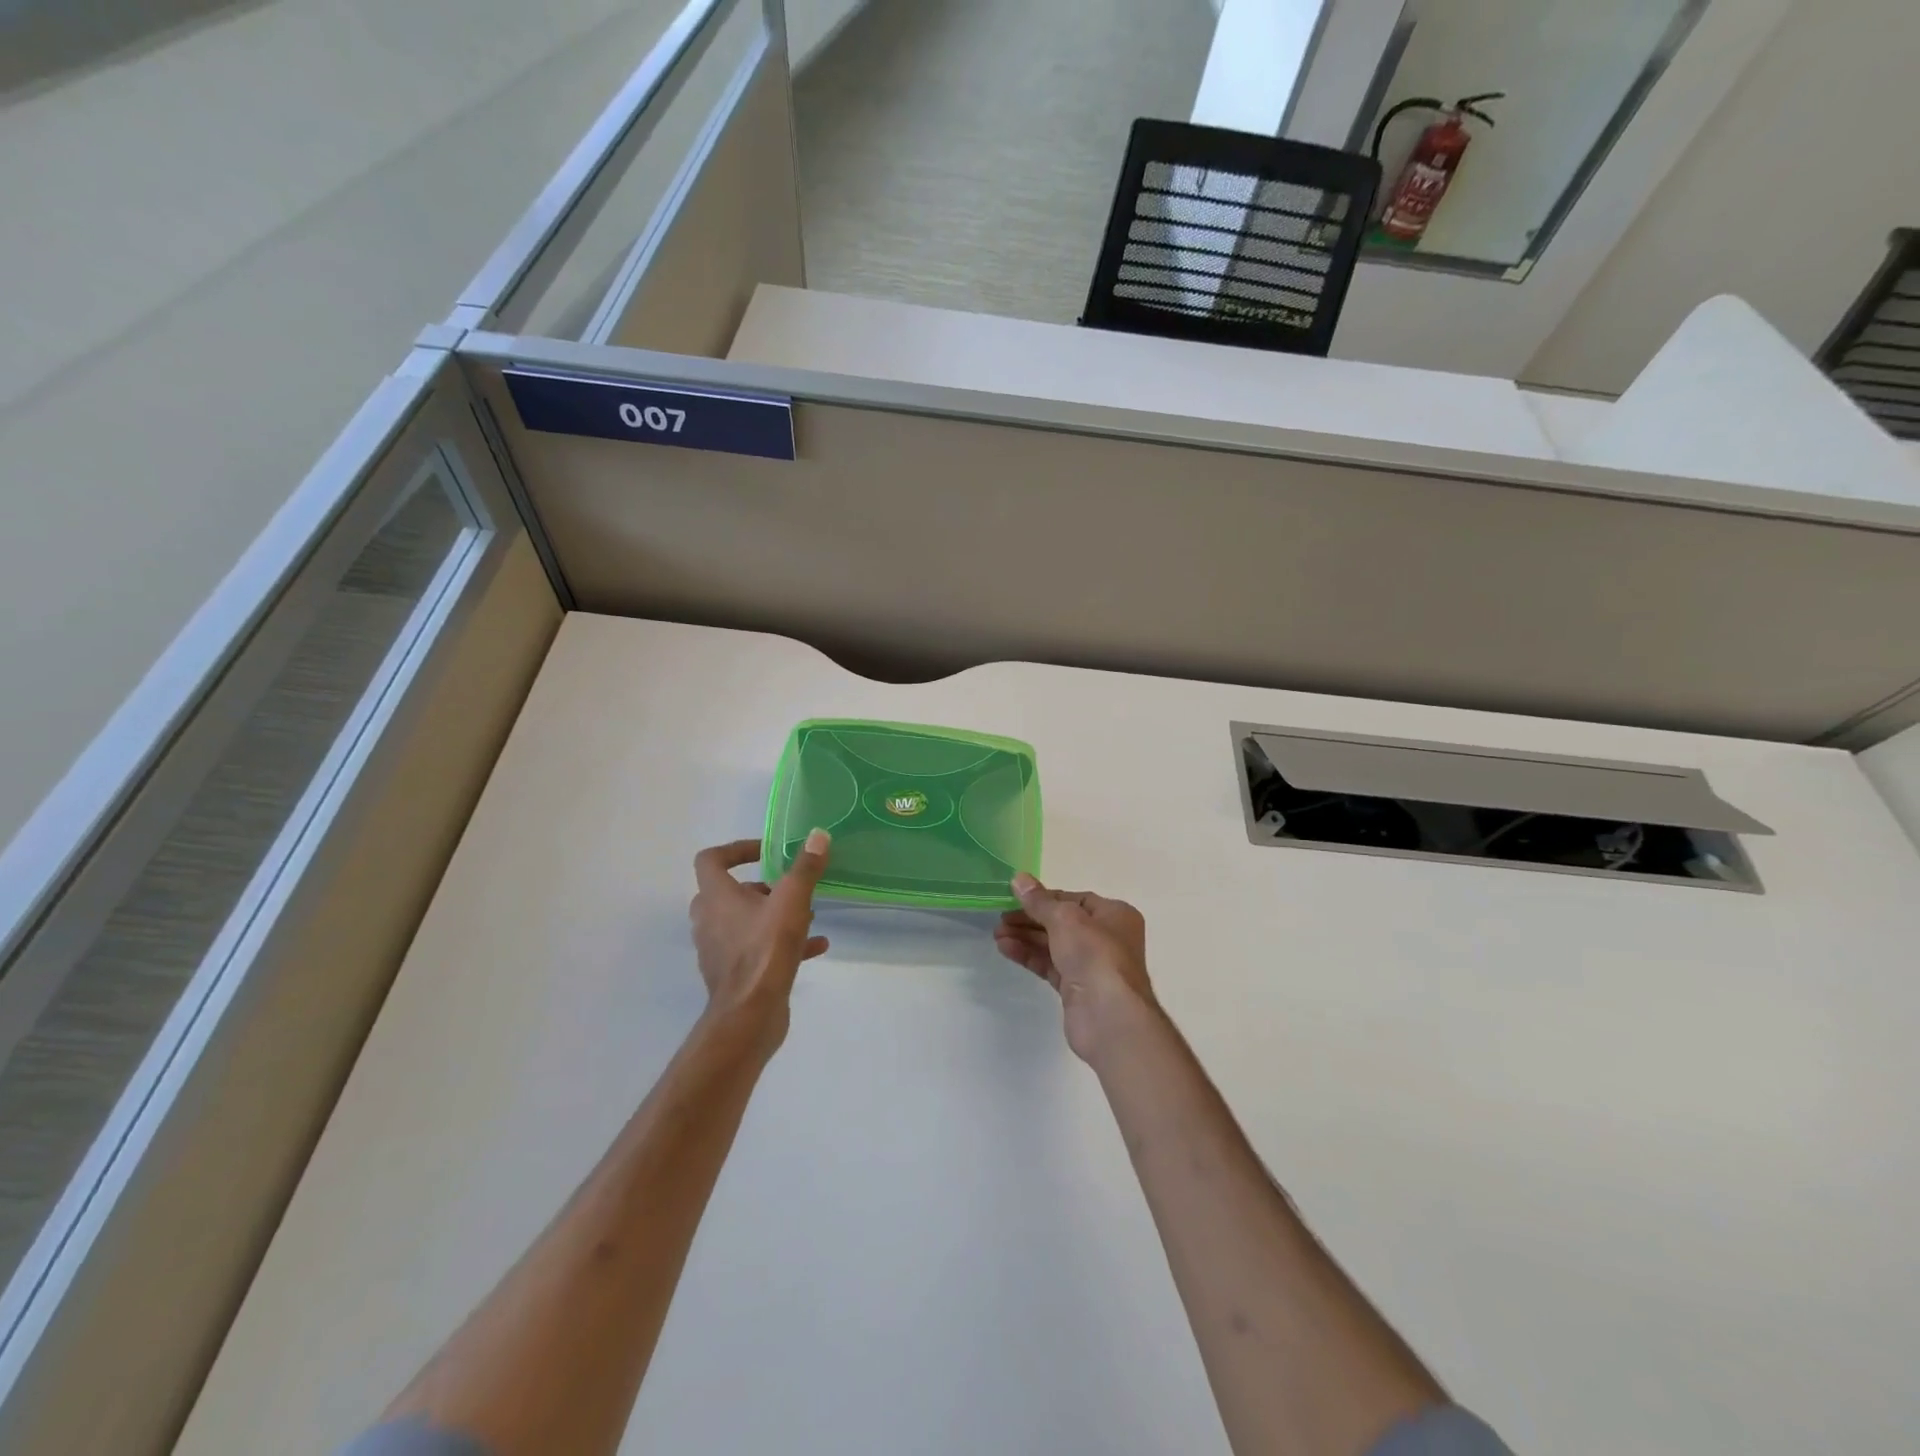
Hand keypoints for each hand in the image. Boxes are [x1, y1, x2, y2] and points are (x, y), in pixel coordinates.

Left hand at [689, 831, 831, 1046]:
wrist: (749, 1017)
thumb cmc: (765, 951)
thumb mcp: (791, 902)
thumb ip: (805, 868)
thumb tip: (818, 835)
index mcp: (716, 897)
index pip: (711, 859)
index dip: (737, 850)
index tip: (766, 853)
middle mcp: (710, 920)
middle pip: (727, 892)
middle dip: (760, 887)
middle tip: (788, 887)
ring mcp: (719, 949)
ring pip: (744, 921)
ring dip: (773, 914)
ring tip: (808, 915)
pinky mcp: (734, 973)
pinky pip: (757, 947)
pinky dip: (782, 942)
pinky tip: (817, 946)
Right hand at [994, 873, 1156, 1063]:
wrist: (1108, 1016)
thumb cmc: (1094, 955)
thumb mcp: (1065, 919)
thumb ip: (1039, 900)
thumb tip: (1019, 878)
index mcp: (1114, 915)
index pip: (1074, 899)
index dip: (1045, 898)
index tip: (1016, 897)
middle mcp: (1106, 938)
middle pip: (1061, 922)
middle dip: (1030, 919)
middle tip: (1000, 918)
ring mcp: (1091, 965)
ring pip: (1053, 945)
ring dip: (1025, 937)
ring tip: (997, 934)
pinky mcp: (1076, 988)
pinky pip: (1049, 965)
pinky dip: (1029, 956)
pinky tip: (1006, 949)